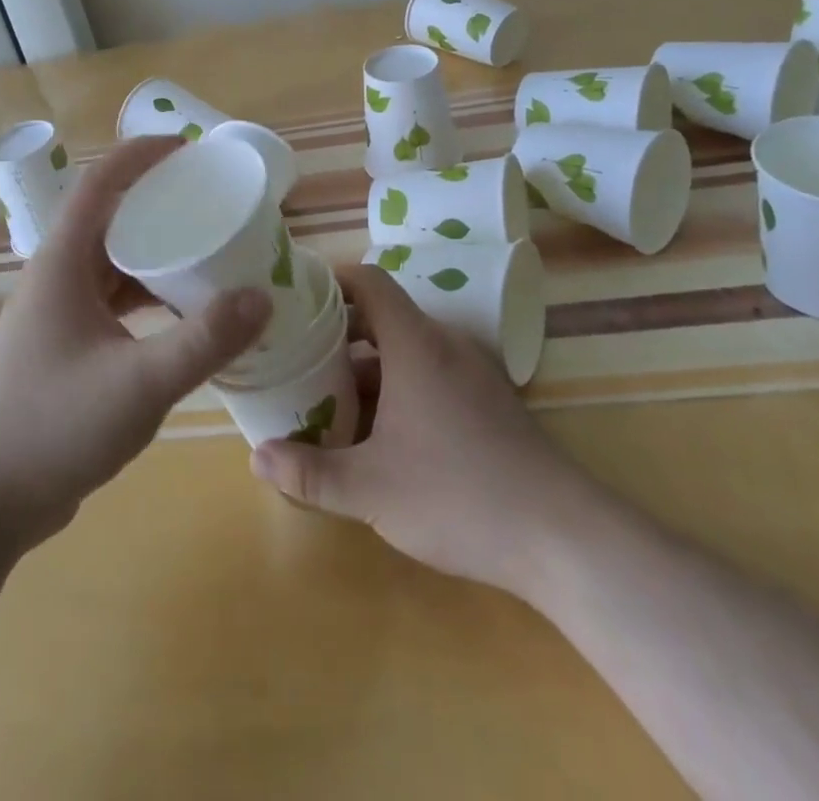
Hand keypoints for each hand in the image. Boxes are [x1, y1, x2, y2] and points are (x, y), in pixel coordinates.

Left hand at [0, 136, 269, 555]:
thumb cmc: (54, 427)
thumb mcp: (140, 384)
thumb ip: (204, 341)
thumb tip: (262, 297)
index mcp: (62, 263)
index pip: (99, 183)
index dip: (140, 155)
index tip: (187, 147)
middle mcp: (57, 277)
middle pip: (109, 218)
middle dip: (158, 202)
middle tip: (211, 202)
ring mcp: (58, 314)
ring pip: (112, 262)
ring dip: (155, 252)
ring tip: (207, 252)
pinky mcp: (66, 346)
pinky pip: (113, 300)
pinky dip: (148, 295)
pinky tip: (183, 315)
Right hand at [249, 265, 585, 598]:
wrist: (561, 536)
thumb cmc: (457, 494)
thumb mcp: (370, 489)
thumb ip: (310, 472)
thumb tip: (257, 458)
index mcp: (416, 343)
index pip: (369, 282)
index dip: (332, 280)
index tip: (296, 297)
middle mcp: (445, 345)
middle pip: (384, 316)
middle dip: (338, 332)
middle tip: (297, 354)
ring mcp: (472, 373)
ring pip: (407, 350)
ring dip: (367, 366)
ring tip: (327, 396)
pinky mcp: (489, 402)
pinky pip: (431, 374)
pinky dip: (397, 386)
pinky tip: (379, 432)